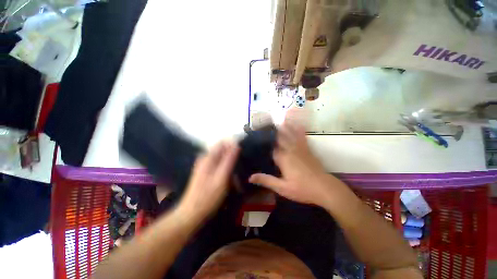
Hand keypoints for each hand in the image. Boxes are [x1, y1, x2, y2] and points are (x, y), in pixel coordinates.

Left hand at [177, 142, 238, 221]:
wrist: (192, 212)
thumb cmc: (209, 196)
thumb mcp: (222, 177)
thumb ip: (229, 160)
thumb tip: (236, 145)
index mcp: (208, 157)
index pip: (223, 142)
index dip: (233, 144)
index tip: (242, 151)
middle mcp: (205, 158)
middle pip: (221, 149)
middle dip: (232, 153)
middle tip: (240, 163)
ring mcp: (204, 165)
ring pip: (220, 157)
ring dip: (229, 161)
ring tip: (236, 171)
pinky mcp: (204, 171)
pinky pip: (218, 164)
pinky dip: (225, 167)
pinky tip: (229, 175)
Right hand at [249, 122, 346, 207]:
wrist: (325, 189)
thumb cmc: (302, 189)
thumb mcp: (282, 188)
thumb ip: (267, 180)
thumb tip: (250, 177)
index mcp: (283, 159)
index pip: (270, 148)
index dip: (263, 141)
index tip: (257, 134)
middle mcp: (290, 150)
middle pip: (280, 137)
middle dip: (273, 130)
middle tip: (266, 121)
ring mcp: (300, 148)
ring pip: (290, 134)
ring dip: (285, 125)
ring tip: (279, 117)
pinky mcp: (307, 149)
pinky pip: (302, 136)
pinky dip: (299, 129)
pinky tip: (298, 123)